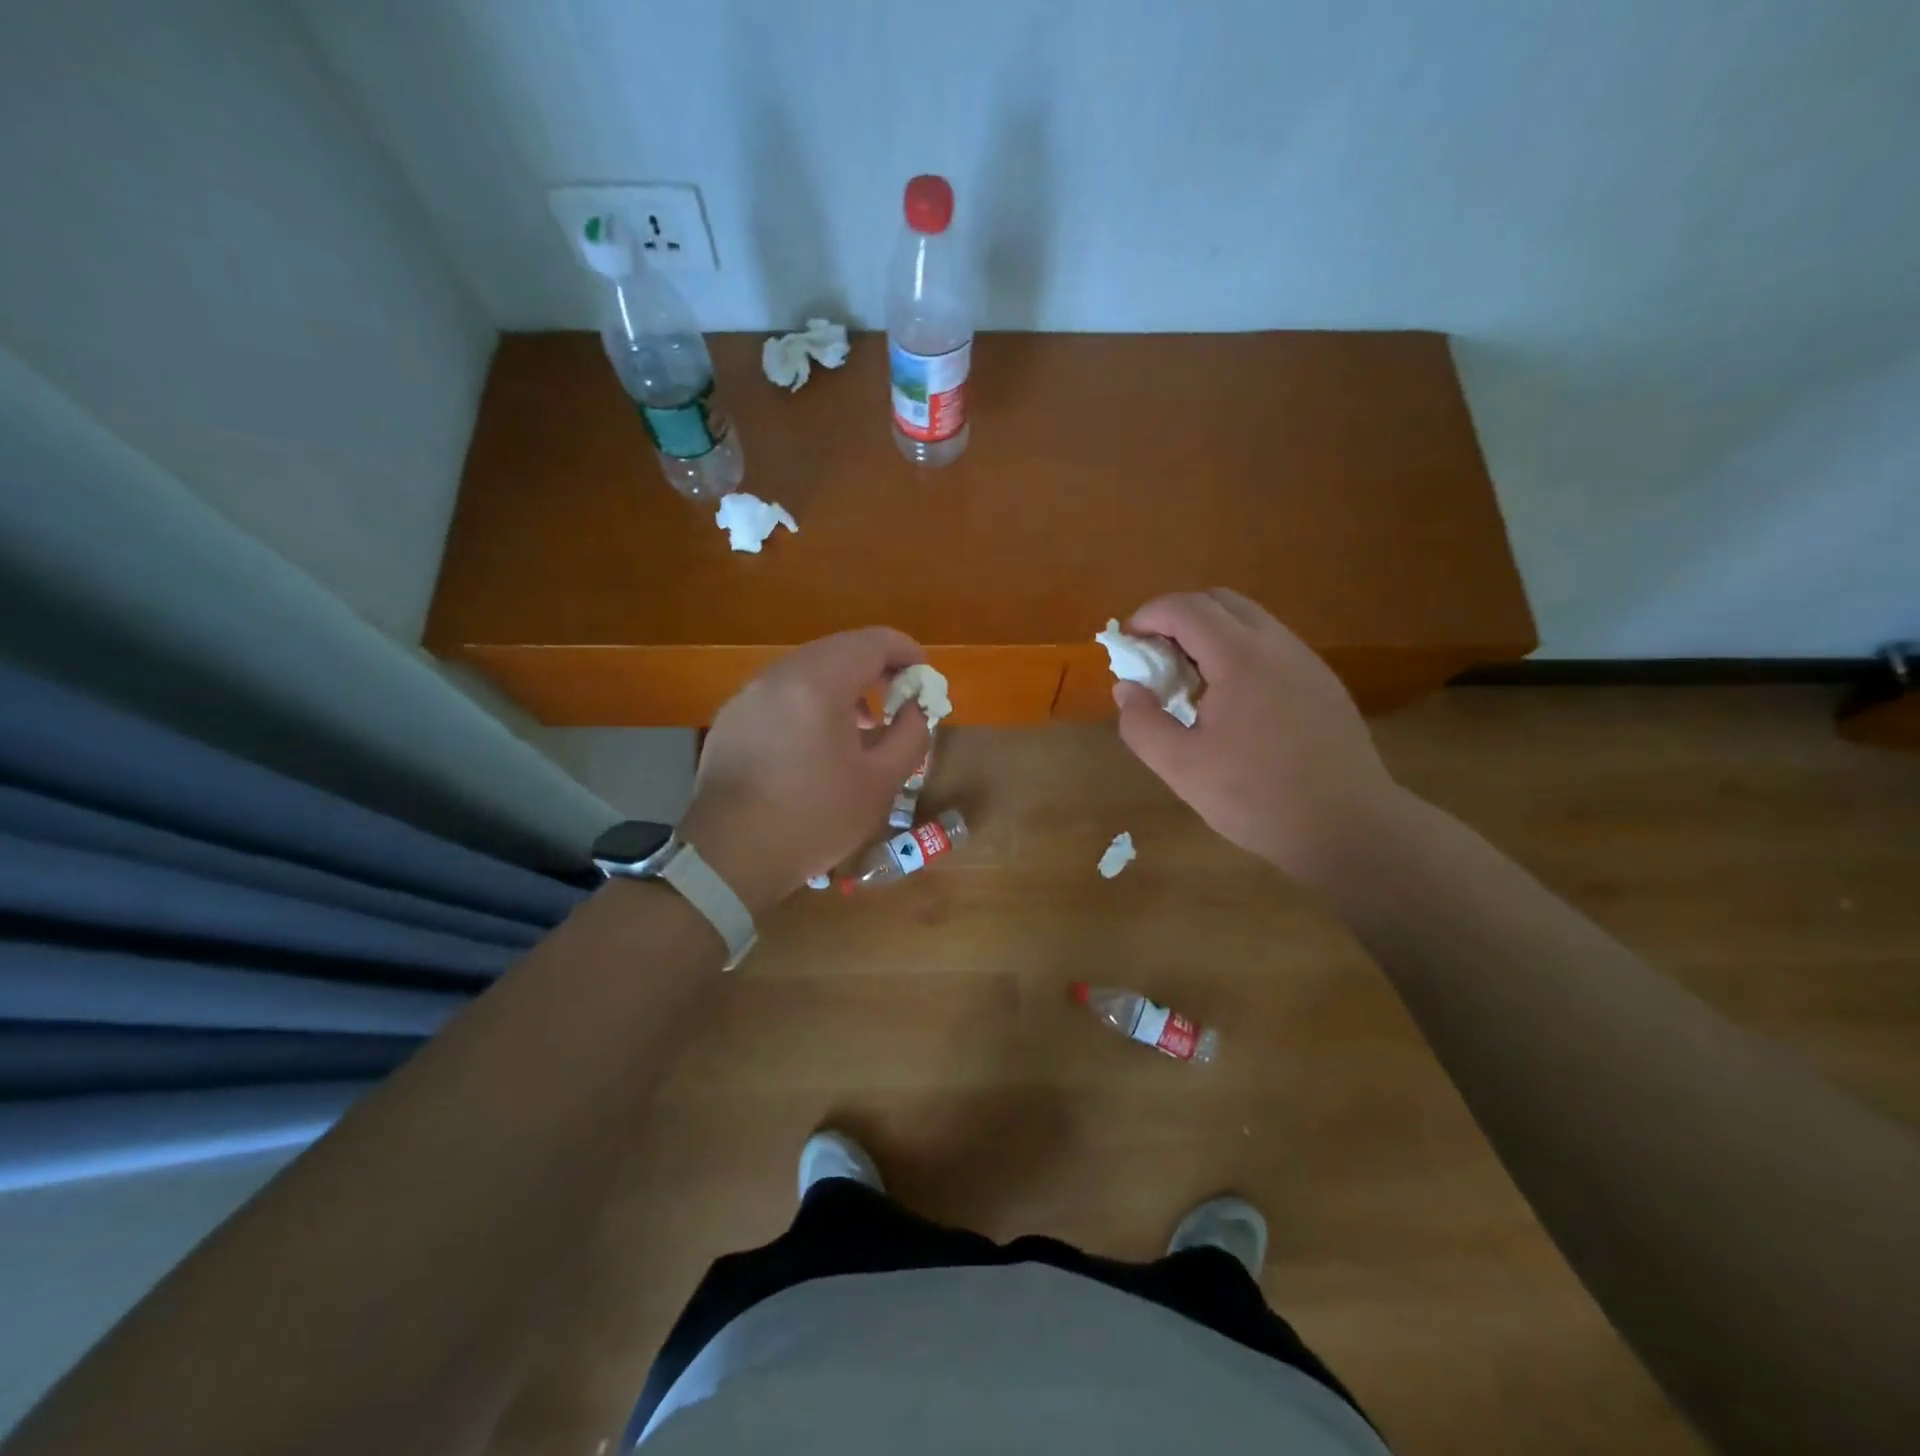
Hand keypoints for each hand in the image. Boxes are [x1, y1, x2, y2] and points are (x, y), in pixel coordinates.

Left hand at [677, 628, 930, 913]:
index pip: (872, 642)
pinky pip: (781, 692)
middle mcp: (778, 676)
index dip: (906, 651)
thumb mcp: (881, 782)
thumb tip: (916, 708)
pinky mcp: (731, 718)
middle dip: (876, 668)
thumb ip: (911, 735)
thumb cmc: (814, 819)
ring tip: (863, 727)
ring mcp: (748, 695)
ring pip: (807, 669)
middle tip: (900, 699)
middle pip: (838, 649)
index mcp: (818, 683)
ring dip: (843, 685)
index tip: (925, 676)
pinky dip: (811, 701)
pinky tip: (817, 743)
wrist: (730, 857)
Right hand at [1112, 589, 1404, 886]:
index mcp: (1240, 658)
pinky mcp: (1323, 682)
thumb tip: (1127, 688)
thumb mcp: (1181, 768)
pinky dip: (1238, 652)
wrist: (1349, 827)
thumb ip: (1142, 723)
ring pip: (1250, 621)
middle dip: (1178, 618)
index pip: (1186, 608)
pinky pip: (1271, 646)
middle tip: (1156, 658)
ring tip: (1190, 681)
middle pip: (1220, 601)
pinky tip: (1231, 702)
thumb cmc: (1257, 797)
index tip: (1127, 644)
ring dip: (1210, 634)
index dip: (1148, 616)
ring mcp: (1306, 661)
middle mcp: (1277, 645)